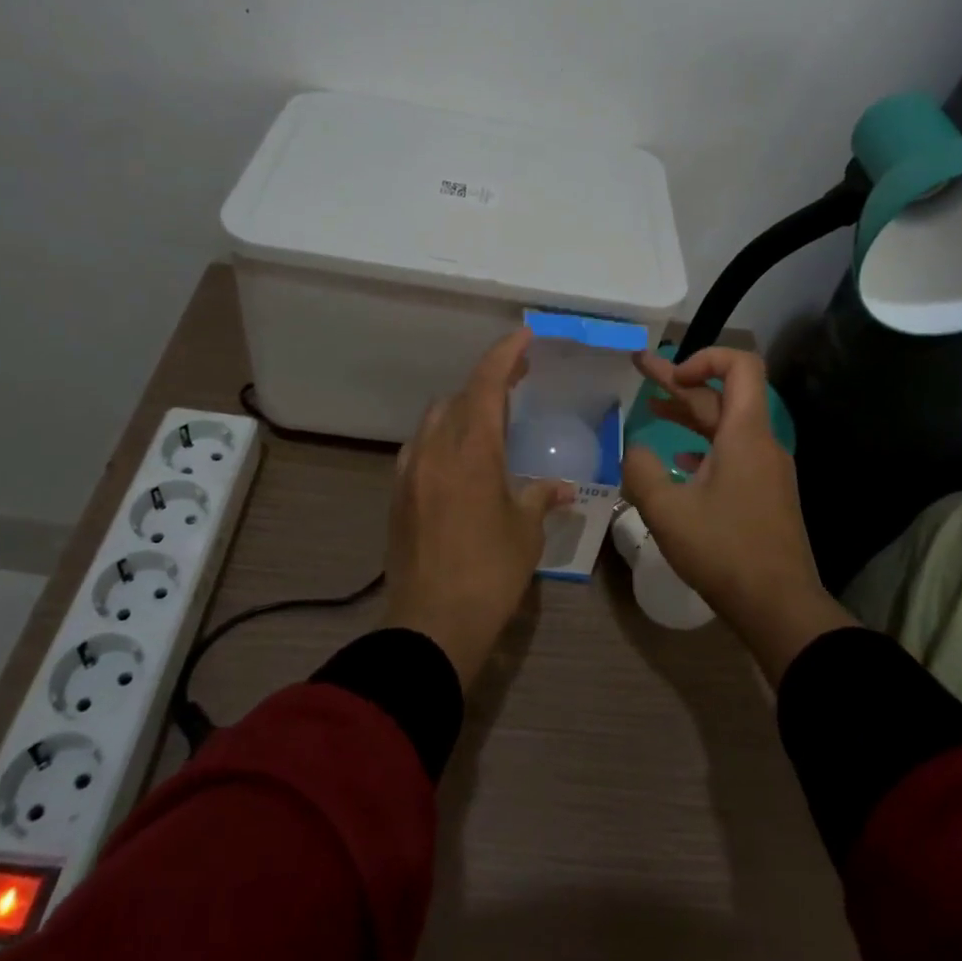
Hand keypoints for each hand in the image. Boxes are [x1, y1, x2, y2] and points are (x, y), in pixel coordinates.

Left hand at [383, 328, 575, 687]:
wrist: (431, 624)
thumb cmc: (489, 573)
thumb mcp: (525, 532)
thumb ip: (541, 498)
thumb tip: (563, 488)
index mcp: (471, 450)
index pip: (487, 384)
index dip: (505, 354)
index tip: (524, 336)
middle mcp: (435, 449)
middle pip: (459, 396)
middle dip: (488, 382)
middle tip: (518, 381)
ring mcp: (410, 470)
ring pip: (435, 419)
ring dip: (463, 409)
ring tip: (490, 420)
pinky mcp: (397, 494)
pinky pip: (421, 447)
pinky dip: (443, 438)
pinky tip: (459, 459)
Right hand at [622, 347, 852, 683]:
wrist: (780, 607)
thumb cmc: (724, 550)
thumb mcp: (667, 510)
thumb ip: (642, 470)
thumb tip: (635, 449)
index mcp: (745, 434)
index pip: (740, 366)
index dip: (705, 357)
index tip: (671, 377)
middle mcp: (760, 443)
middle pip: (723, 395)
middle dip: (680, 381)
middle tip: (640, 367)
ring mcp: (766, 469)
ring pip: (726, 426)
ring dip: (689, 414)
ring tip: (652, 408)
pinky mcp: (764, 494)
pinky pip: (733, 453)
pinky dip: (704, 446)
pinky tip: (679, 460)